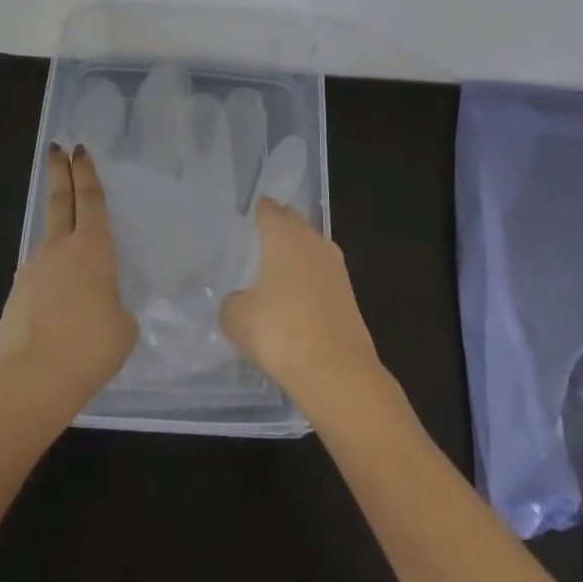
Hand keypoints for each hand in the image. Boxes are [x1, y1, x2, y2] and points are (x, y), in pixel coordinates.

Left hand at [0, 144, 137, 422]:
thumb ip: (114, 306)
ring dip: (57, 231)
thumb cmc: (90, 347)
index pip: (91, 200)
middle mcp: (60, 250)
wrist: (31, 380)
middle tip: (58, 149)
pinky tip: (59, 302)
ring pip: (48, 240)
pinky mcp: (16, 297)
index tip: (79, 150)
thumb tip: (99, 308)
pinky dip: (50, 278)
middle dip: (60, 173)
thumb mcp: (123, 326)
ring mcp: (33, 271)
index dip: (87, 173)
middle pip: (61, 201)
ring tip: (71, 248)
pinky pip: (39, 277)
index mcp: (93, 249)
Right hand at [220, 197, 383, 408]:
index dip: (259, 210)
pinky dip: (308, 279)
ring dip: (296, 254)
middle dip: (280, 226)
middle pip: (294, 223)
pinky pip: (321, 275)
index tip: (250, 213)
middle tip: (260, 235)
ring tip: (275, 267)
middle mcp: (313, 241)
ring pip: (311, 248)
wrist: (336, 372)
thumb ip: (233, 301)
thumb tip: (244, 300)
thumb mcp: (236, 317)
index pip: (269, 210)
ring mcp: (336, 267)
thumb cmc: (280, 332)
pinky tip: (295, 296)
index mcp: (284, 235)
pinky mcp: (349, 294)